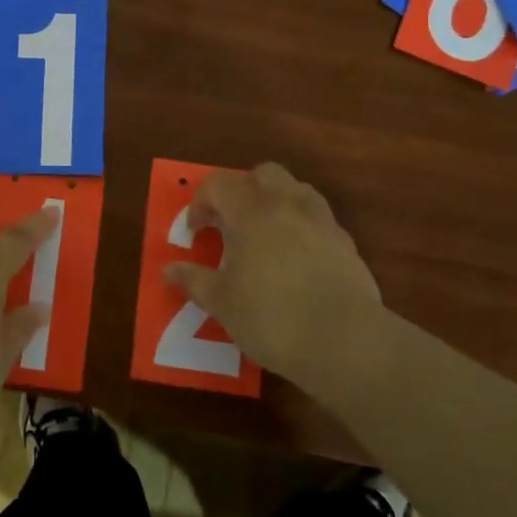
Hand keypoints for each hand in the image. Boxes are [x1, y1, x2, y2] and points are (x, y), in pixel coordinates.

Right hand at [164, 163, 385, 391]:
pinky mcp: (347, 244)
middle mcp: (288, 206)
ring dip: (276, 203)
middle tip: (231, 223)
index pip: (219, 184)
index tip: (196, 232)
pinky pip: (319, 220)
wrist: (346, 342)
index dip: (201, 203)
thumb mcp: (222, 303)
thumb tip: (170, 269)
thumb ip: (194, 281)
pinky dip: (302, 228)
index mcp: (251, 212)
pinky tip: (296, 261)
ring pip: (297, 191)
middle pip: (263, 174)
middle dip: (243, 190)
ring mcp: (322, 222)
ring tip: (265, 235)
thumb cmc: (272, 317)